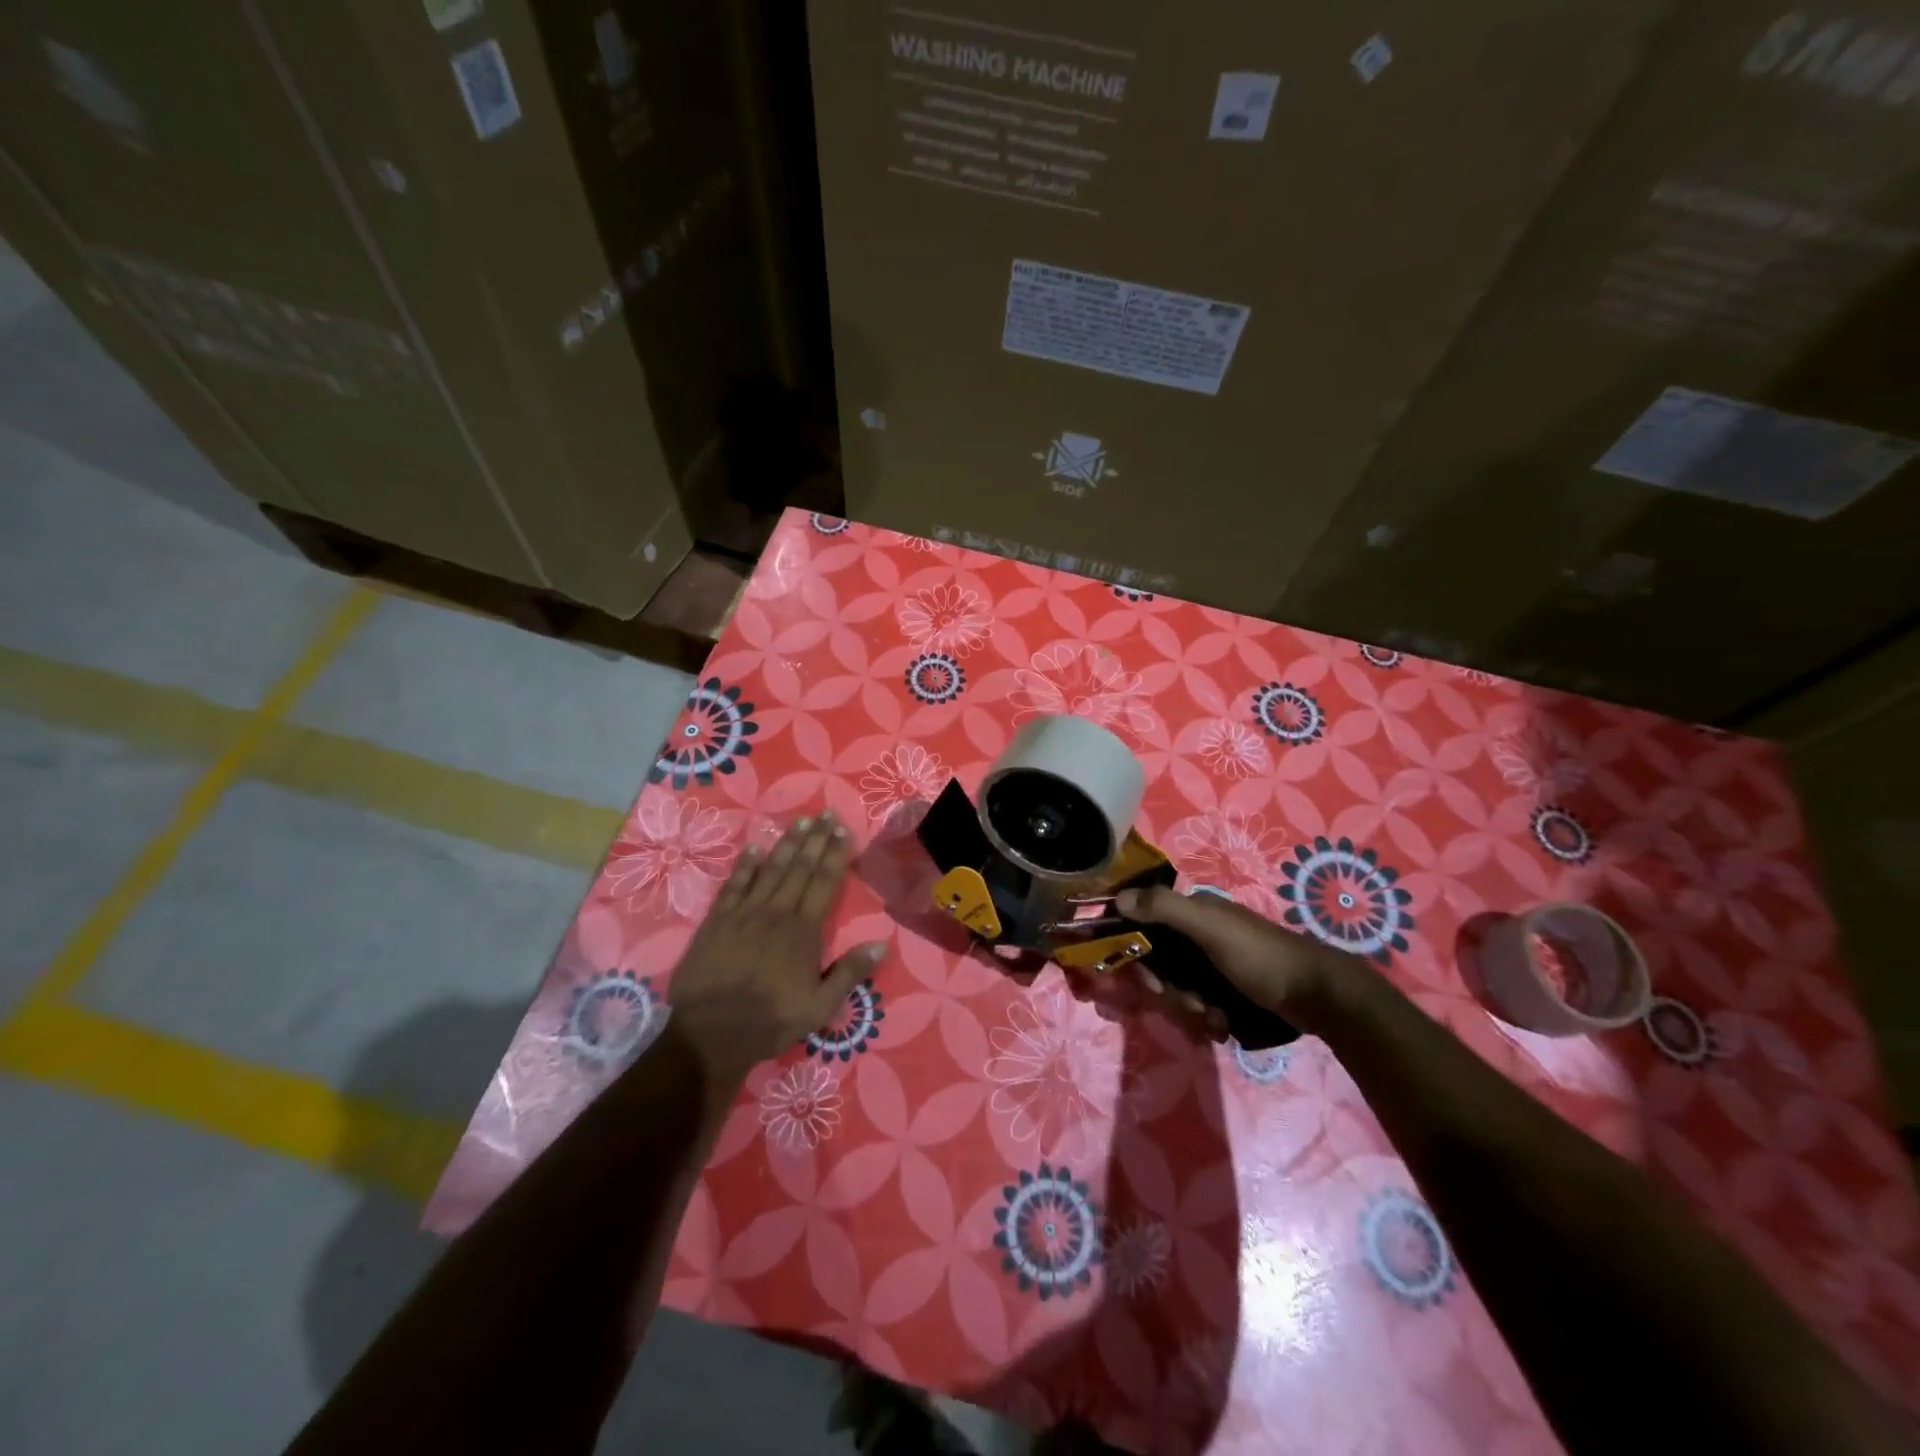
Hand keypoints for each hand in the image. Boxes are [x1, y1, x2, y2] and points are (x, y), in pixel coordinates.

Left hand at [666, 812, 885, 1090]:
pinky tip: (752, 848)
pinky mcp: (717, 920)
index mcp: (804, 930)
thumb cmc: (770, 1021)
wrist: (710, 1033)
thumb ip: (849, 973)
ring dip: (786, 844)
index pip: (824, 882)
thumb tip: (881, 944)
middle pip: (799, 868)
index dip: (834, 854)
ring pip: (770, 869)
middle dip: (815, 839)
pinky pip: (734, 884)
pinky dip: (745, 865)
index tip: (842, 830)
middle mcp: (777, 912)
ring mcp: (744, 913)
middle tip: (825, 814)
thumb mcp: (819, 1007)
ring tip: (799, 823)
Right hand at [1115, 885, 1357, 1035]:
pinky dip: (1209, 1018)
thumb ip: (1164, 909)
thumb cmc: (1260, 956)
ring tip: (1215, 1018)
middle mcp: (1202, 934)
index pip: (1147, 927)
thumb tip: (1118, 899)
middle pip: (1163, 964)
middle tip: (1191, 1003)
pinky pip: (1203, 1004)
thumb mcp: (1210, 928)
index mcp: (1195, 912)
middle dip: (1171, 990)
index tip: (1150, 981)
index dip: (1141, 955)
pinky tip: (1224, 1025)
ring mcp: (1218, 963)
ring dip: (1191, 1008)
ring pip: (1181, 988)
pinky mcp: (1232, 990)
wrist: (1319, 996)